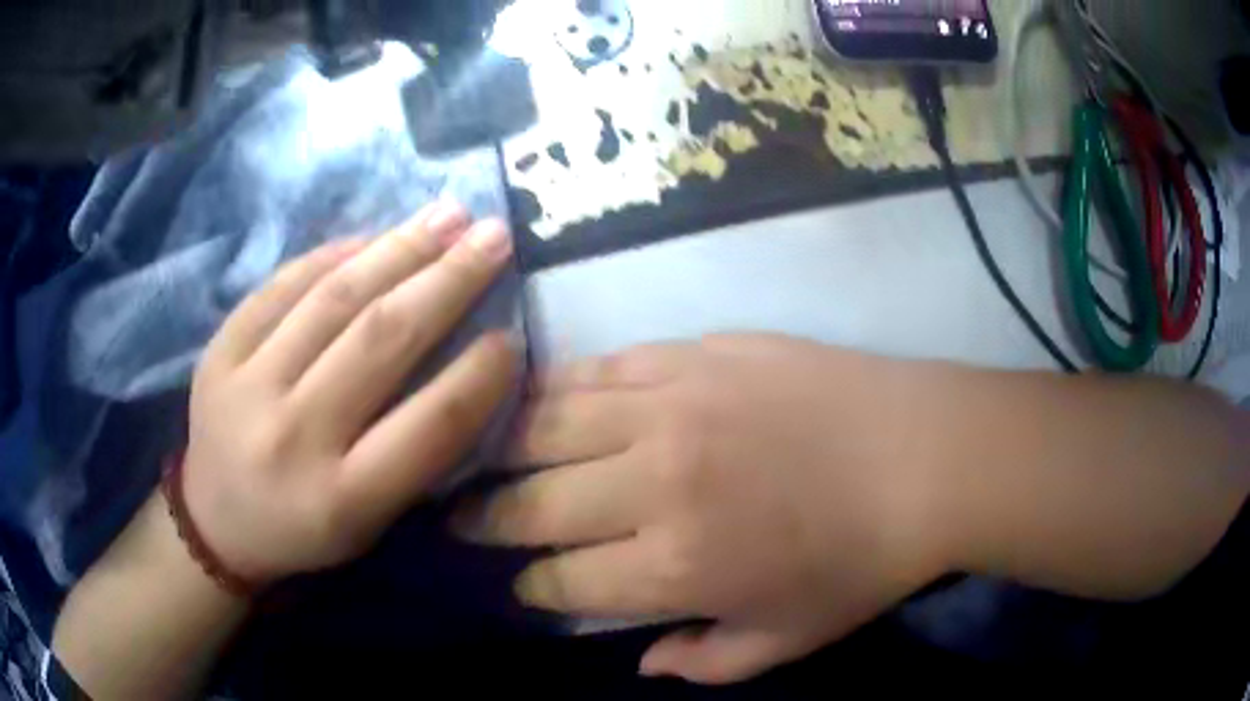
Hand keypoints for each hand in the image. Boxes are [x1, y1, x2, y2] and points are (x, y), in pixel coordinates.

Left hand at [185, 201, 515, 585]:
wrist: (217, 523)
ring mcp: (246, 386)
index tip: (510, 334)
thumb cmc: (306, 529)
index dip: (478, 375)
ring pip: (333, 300)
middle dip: (447, 281)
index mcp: (343, 499)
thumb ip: (417, 451)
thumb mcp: (372, 521)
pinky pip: (282, 287)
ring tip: (447, 215)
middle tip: (493, 237)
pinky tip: (374, 235)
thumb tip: (468, 361)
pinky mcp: (218, 351)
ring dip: (398, 249)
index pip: (429, 424)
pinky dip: (333, 255)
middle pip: (379, 341)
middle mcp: (293, 438)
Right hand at [455, 335, 952, 683]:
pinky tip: (537, 399)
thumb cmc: (862, 561)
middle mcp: (654, 484)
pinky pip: (598, 368)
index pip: (562, 582)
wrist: (924, 456)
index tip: (523, 585)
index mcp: (675, 567)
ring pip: (548, 425)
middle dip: (488, 519)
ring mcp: (669, 407)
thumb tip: (641, 660)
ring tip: (477, 455)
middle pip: (534, 503)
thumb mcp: (789, 641)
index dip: (532, 588)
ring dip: (503, 448)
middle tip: (462, 518)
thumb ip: (706, 662)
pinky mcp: (692, 354)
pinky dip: (555, 388)